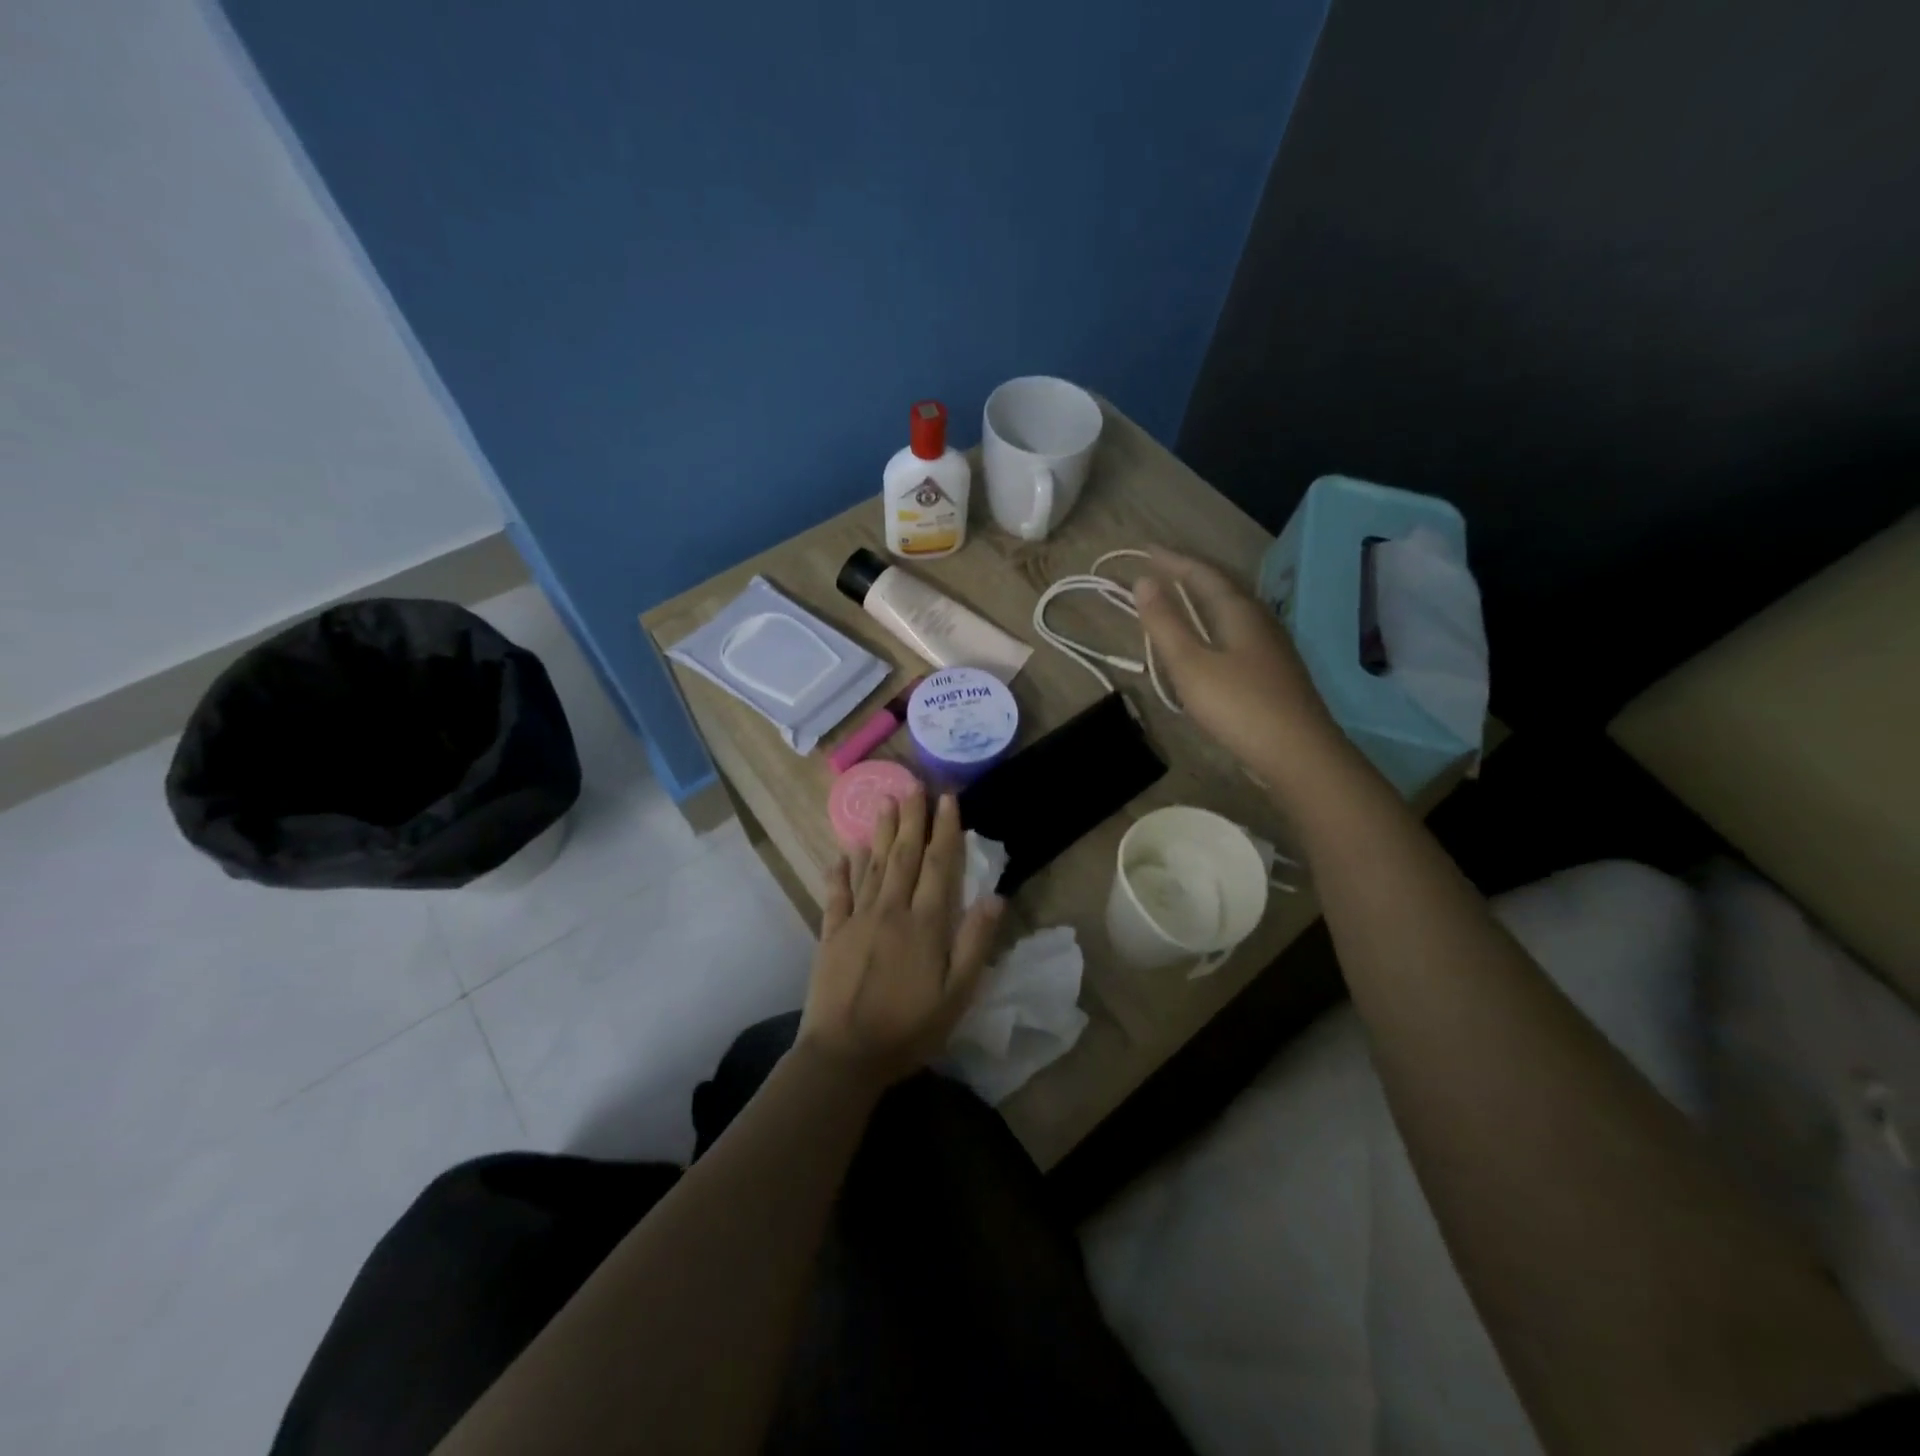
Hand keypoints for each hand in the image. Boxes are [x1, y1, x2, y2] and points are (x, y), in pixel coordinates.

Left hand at [798, 789, 1003, 1087]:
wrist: (845, 1055)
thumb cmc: (909, 1029)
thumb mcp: (957, 994)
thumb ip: (975, 943)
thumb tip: (996, 896)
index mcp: (925, 924)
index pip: (938, 865)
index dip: (945, 830)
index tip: (948, 799)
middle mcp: (891, 910)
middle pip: (903, 855)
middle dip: (911, 819)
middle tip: (913, 786)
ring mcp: (857, 920)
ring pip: (871, 866)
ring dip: (879, 833)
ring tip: (884, 802)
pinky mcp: (831, 934)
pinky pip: (837, 894)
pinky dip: (840, 871)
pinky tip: (842, 853)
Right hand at [1135, 548, 1342, 781]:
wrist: (1298, 753)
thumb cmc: (1239, 706)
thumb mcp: (1190, 665)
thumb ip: (1165, 623)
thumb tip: (1143, 580)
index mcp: (1238, 611)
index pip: (1202, 573)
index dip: (1173, 561)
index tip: (1146, 550)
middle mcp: (1259, 619)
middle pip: (1222, 586)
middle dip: (1189, 574)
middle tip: (1160, 568)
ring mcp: (1271, 645)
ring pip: (1231, 609)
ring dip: (1202, 599)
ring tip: (1178, 599)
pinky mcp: (1274, 670)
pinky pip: (1237, 631)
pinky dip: (1213, 624)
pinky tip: (1208, 641)